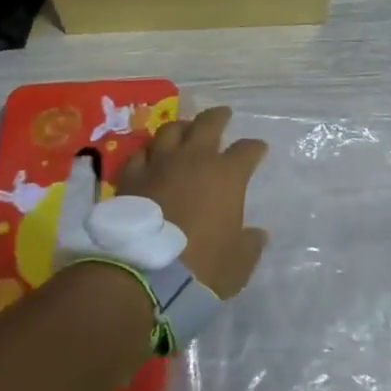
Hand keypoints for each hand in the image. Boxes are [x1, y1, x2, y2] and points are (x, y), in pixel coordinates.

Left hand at [114, 107, 269, 297]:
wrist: (143, 276)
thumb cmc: (201, 268)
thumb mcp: (237, 264)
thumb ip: (250, 245)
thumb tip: (258, 235)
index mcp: (227, 175)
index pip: (247, 150)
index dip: (255, 148)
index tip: (258, 149)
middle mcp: (195, 159)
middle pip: (208, 123)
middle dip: (219, 116)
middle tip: (223, 114)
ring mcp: (160, 164)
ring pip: (171, 130)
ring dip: (181, 128)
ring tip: (184, 130)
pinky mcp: (131, 178)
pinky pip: (140, 154)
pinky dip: (148, 153)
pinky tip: (149, 157)